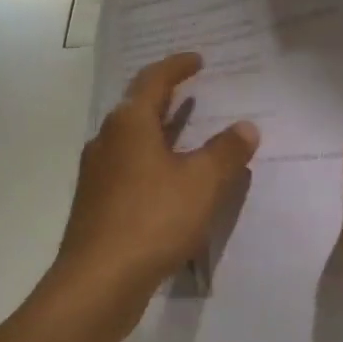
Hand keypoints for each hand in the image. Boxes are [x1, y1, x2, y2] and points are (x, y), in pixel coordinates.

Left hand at [54, 53, 259, 308]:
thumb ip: (226, 152)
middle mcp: (106, 141)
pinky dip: (153, 163)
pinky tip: (171, 182)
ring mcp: (97, 174)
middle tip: (195, 93)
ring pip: (132, 141)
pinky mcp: (97, 204)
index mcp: (129, 124)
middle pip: (138, 108)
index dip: (177, 66)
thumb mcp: (202, 183)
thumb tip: (245, 127)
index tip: (198, 60)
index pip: (154, 80)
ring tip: (189, 134)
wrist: (99, 281)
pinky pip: (129, 169)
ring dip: (160, 133)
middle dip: (167, 98)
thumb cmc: (153, 220)